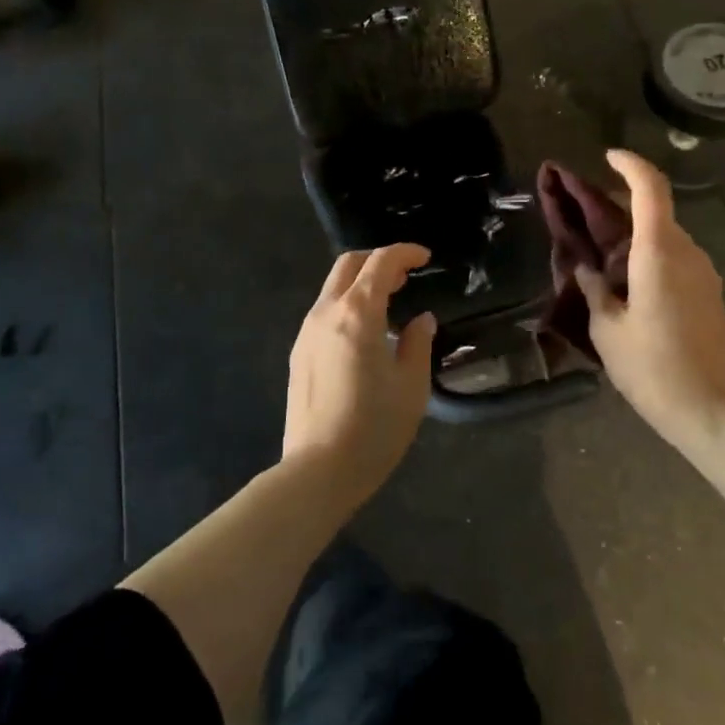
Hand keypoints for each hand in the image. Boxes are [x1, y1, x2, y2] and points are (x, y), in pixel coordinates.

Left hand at [283, 244, 436, 504]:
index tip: (425, 257)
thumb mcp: (411, 386)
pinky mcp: (299, 353)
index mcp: (358, 314)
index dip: (404, 253)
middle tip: (405, 276)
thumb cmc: (374, 428)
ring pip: (333, 287)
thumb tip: (421, 319)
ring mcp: (307, 332)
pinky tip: (365, 332)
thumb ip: (418, 343)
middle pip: (348, 264)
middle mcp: (326, 313)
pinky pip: (324, 311)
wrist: (318, 471)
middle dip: (377, 260)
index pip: (380, 263)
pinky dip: (347, 304)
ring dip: (361, 283)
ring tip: (389, 303)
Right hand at [578, 150, 724, 452]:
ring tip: (599, 255)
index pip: (650, 187)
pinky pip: (675, 258)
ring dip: (633, 233)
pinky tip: (626, 283)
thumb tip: (587, 268)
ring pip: (665, 235)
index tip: (606, 157)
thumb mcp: (606, 329)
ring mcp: (703, 272)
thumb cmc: (652, 368)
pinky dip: (649, 255)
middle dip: (619, 204)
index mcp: (659, 252)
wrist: (711, 412)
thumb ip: (593, 289)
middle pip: (655, 209)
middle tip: (584, 215)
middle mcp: (686, 252)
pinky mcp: (709, 293)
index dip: (629, 164)